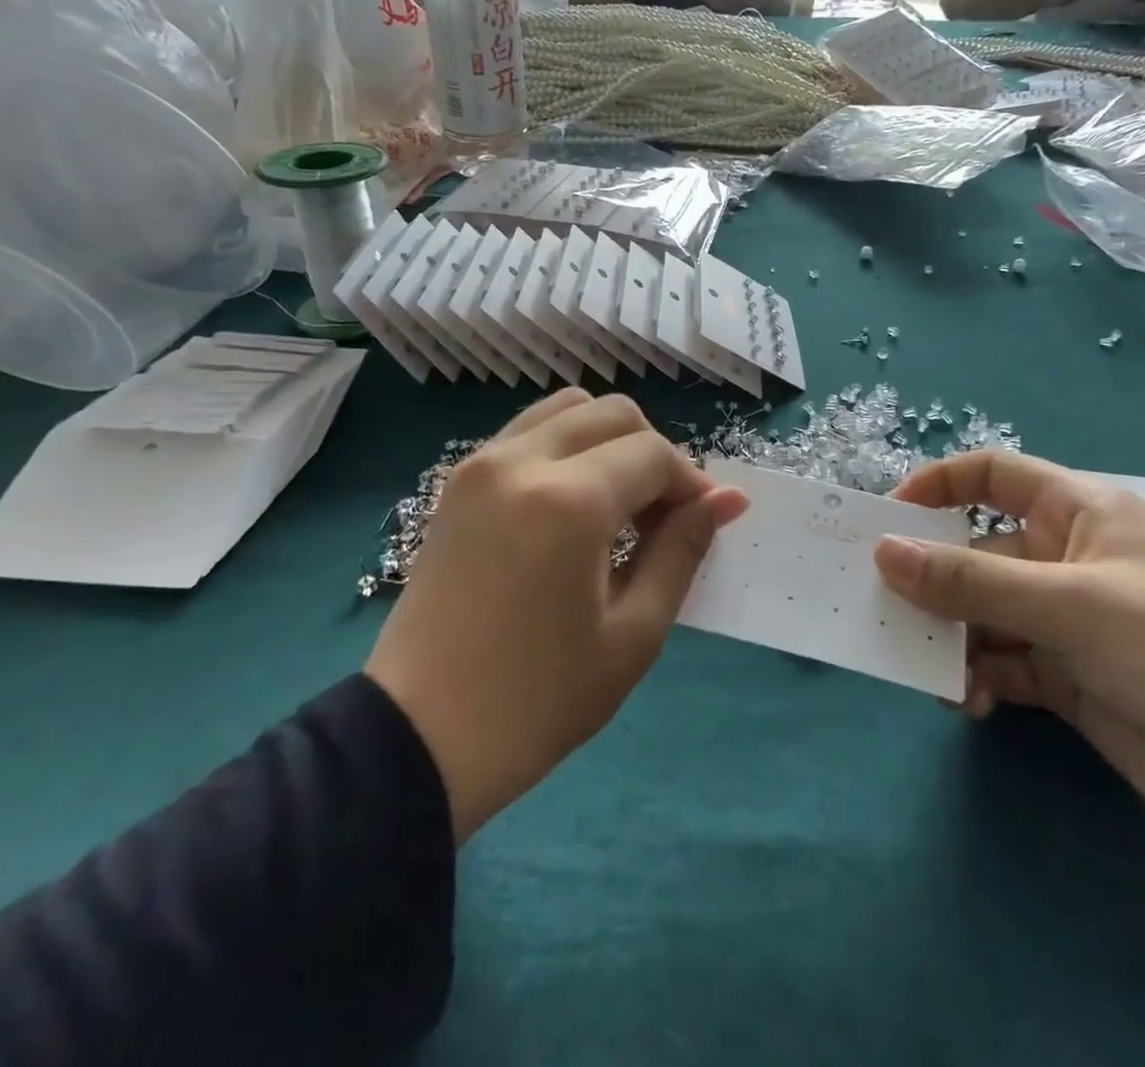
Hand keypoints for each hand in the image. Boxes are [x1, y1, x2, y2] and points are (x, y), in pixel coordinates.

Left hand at [365, 391, 747, 842]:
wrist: (417, 736)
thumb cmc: (537, 700)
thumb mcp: (632, 635)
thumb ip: (682, 551)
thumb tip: (727, 499)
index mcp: (569, 501)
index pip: (653, 454)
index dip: (691, 483)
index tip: (705, 523)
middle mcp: (521, 460)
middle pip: (614, 414)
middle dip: (653, 454)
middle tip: (662, 517)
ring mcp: (482, 463)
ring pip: (567, 409)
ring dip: (608, 440)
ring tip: (617, 504)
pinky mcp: (458, 480)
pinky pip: (528, 431)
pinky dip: (565, 445)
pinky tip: (571, 503)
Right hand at [874, 450, 1144, 985]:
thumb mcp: (1069, 606)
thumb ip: (969, 580)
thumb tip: (882, 554)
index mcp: (1080, 513)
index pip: (993, 475)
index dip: (937, 486)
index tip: (885, 519)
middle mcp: (1068, 559)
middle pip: (977, 550)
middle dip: (932, 577)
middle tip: (883, 606)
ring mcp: (1068, 622)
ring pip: (982, 612)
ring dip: (952, 637)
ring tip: (928, 670)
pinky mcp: (1070, 679)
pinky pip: (1002, 664)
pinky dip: (978, 679)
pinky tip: (971, 703)